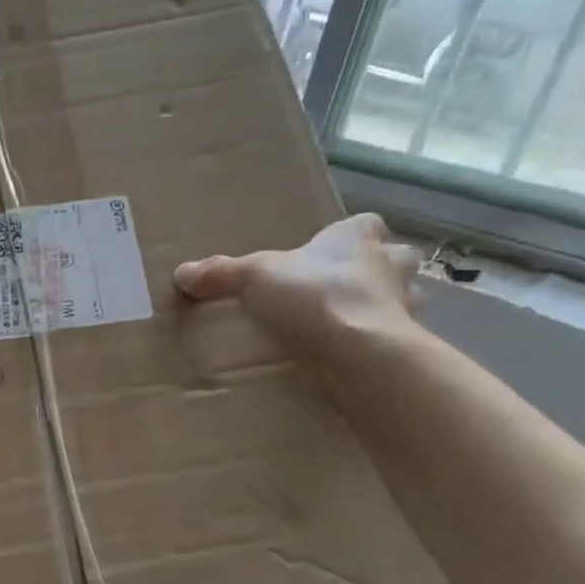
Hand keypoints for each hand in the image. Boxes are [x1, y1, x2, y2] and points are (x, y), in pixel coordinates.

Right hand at [173, 214, 423, 359]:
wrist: (360, 352)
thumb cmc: (314, 297)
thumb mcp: (255, 278)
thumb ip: (222, 274)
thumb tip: (182, 273)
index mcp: (356, 238)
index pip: (364, 225)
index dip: (348, 236)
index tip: (326, 253)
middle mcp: (388, 266)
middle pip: (393, 258)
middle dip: (375, 270)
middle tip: (343, 289)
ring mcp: (402, 306)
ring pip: (399, 298)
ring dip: (380, 308)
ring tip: (346, 326)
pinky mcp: (403, 344)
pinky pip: (390, 339)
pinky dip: (374, 345)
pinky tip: (349, 358)